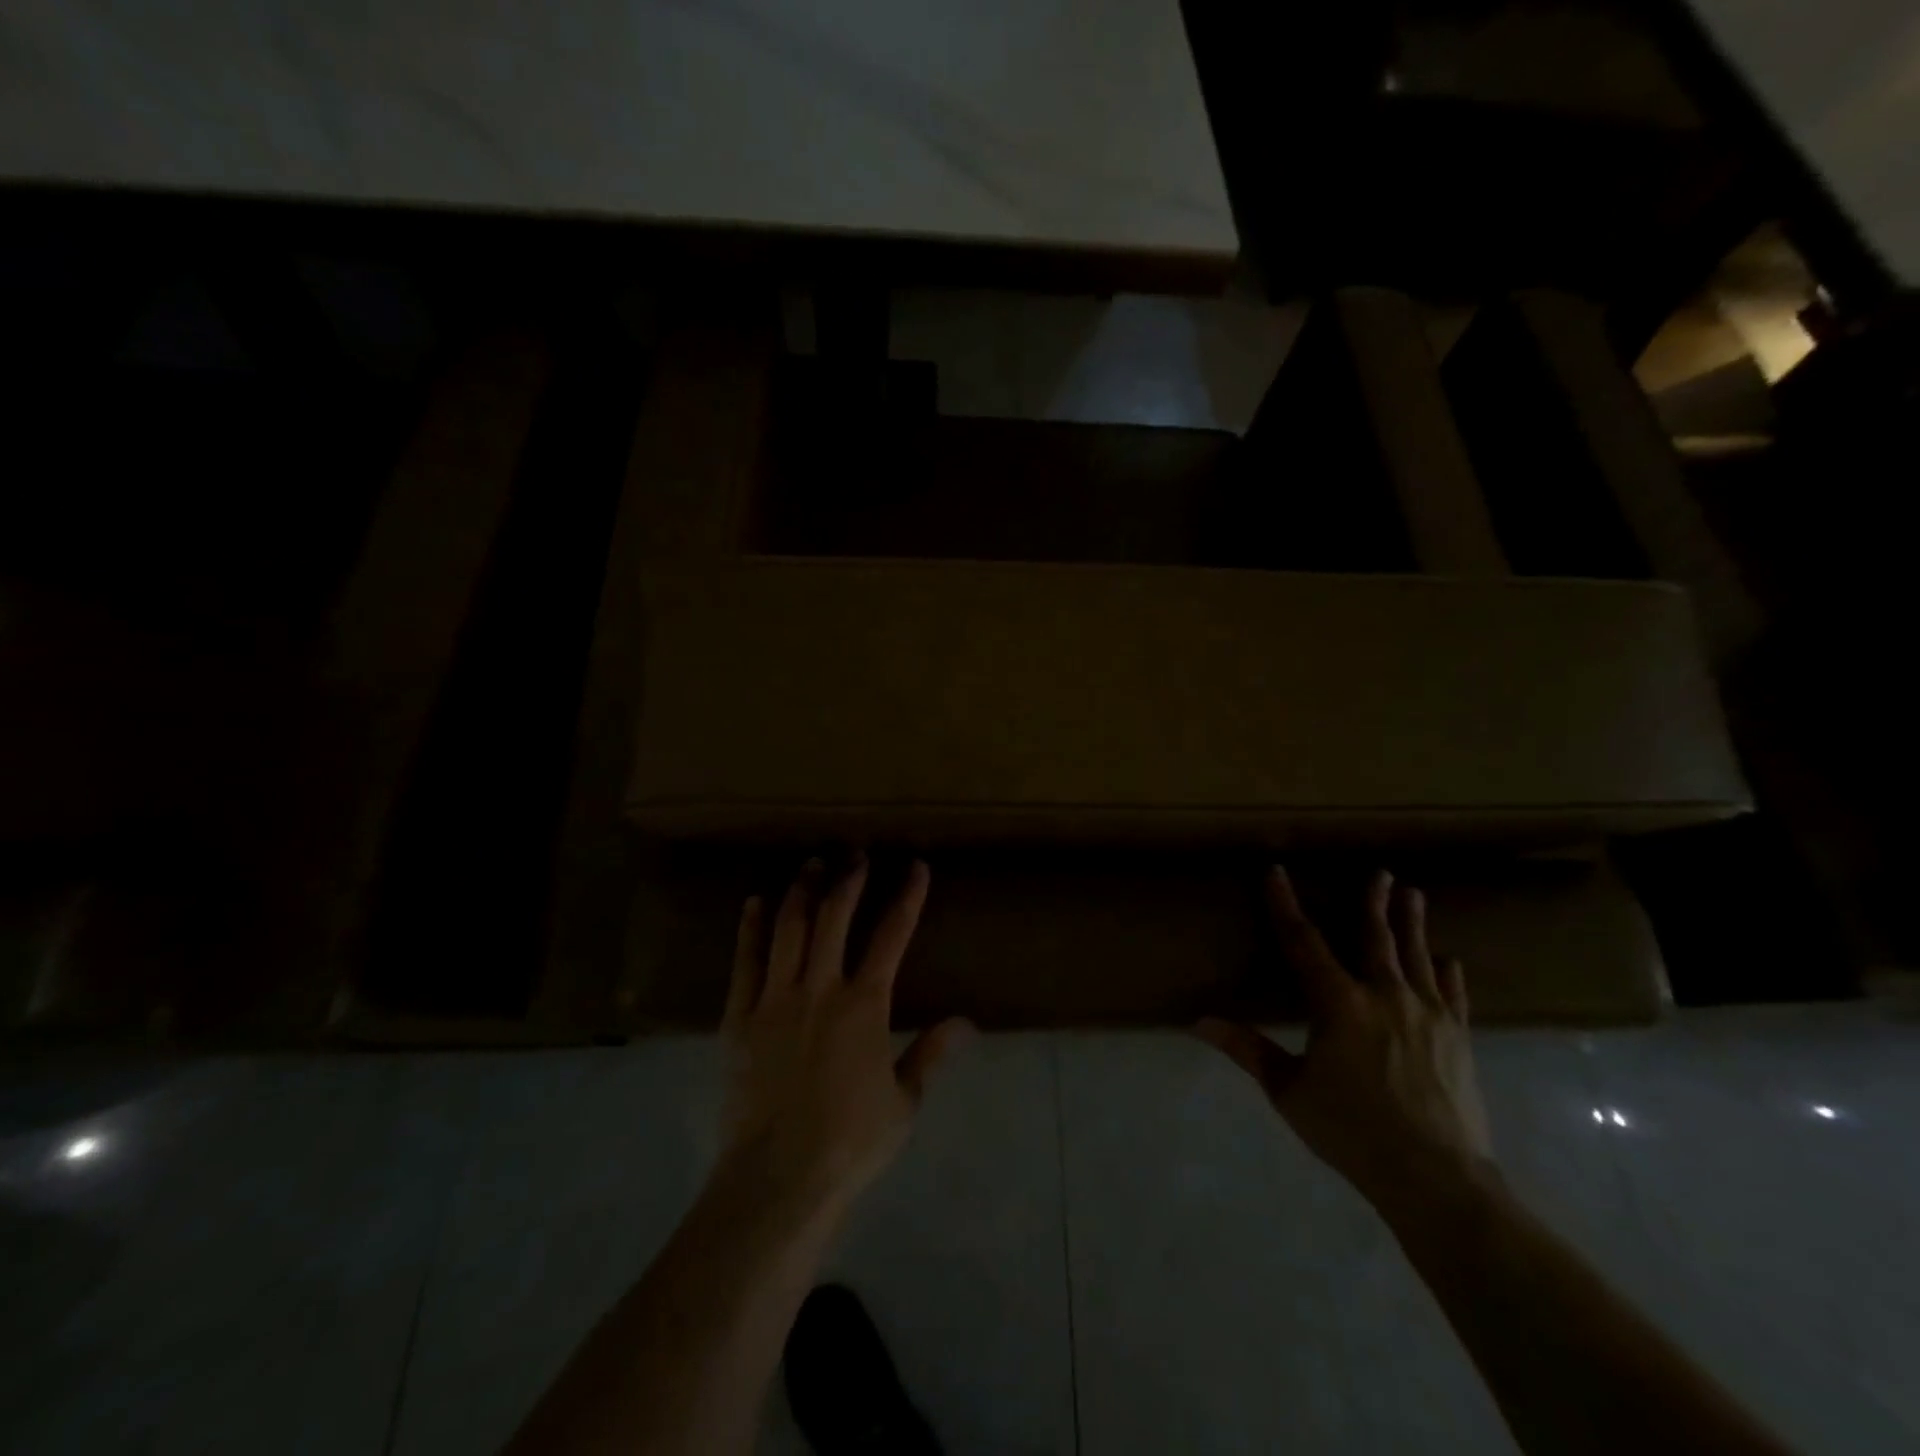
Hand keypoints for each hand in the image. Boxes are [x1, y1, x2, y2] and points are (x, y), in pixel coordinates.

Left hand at [718, 856, 971, 1226]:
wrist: (778, 1177)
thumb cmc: (850, 1141)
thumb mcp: (904, 1101)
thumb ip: (931, 1053)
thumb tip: (968, 1022)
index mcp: (865, 1005)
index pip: (892, 936)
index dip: (907, 897)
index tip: (915, 867)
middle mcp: (821, 988)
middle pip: (835, 917)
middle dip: (849, 879)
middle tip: (856, 853)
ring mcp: (776, 998)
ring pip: (789, 928)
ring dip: (803, 891)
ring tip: (811, 864)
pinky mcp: (739, 1017)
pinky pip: (745, 961)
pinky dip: (750, 928)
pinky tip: (755, 902)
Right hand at [1197, 867, 1493, 1214]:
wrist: (1436, 1177)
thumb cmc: (1352, 1130)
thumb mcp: (1289, 1091)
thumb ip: (1247, 1050)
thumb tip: (1198, 1022)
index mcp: (1338, 1003)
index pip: (1302, 942)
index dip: (1285, 905)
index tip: (1275, 873)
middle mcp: (1384, 995)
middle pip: (1375, 937)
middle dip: (1373, 902)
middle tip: (1379, 872)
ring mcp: (1428, 1014)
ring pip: (1417, 956)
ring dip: (1412, 923)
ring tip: (1413, 894)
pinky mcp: (1458, 1038)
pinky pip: (1453, 994)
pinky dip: (1448, 973)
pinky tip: (1448, 960)